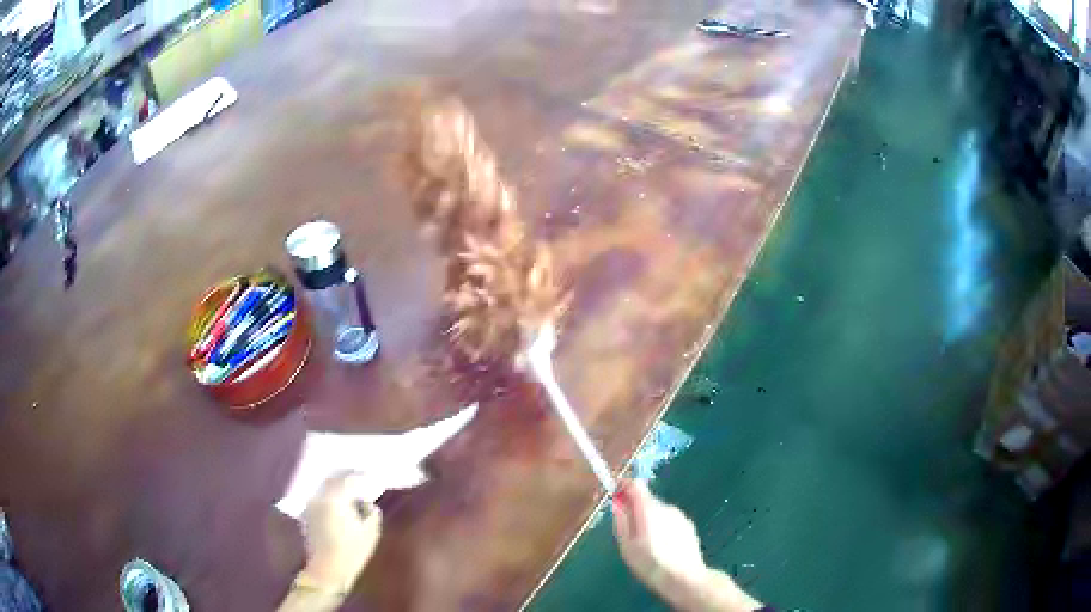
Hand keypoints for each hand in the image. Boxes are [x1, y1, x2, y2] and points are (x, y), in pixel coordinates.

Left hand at [297, 472, 382, 594]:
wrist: (327, 570)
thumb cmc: (352, 552)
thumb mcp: (370, 533)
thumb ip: (371, 512)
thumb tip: (367, 503)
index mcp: (335, 499)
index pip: (348, 480)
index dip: (361, 477)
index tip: (371, 478)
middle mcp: (319, 497)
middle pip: (333, 480)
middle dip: (346, 479)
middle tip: (360, 482)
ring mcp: (310, 505)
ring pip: (325, 489)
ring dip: (337, 488)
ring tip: (350, 495)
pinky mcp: (307, 514)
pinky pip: (320, 498)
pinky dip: (330, 498)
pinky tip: (339, 507)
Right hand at [612, 480, 762, 611]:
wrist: (684, 578)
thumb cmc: (650, 563)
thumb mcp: (626, 545)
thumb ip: (621, 520)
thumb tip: (617, 501)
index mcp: (649, 509)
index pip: (636, 484)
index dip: (624, 487)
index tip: (616, 497)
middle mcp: (666, 507)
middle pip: (647, 500)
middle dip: (636, 510)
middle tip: (629, 533)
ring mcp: (680, 516)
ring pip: (659, 512)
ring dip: (650, 521)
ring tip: (647, 545)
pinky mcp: (688, 526)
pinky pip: (670, 521)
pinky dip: (663, 528)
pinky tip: (662, 548)